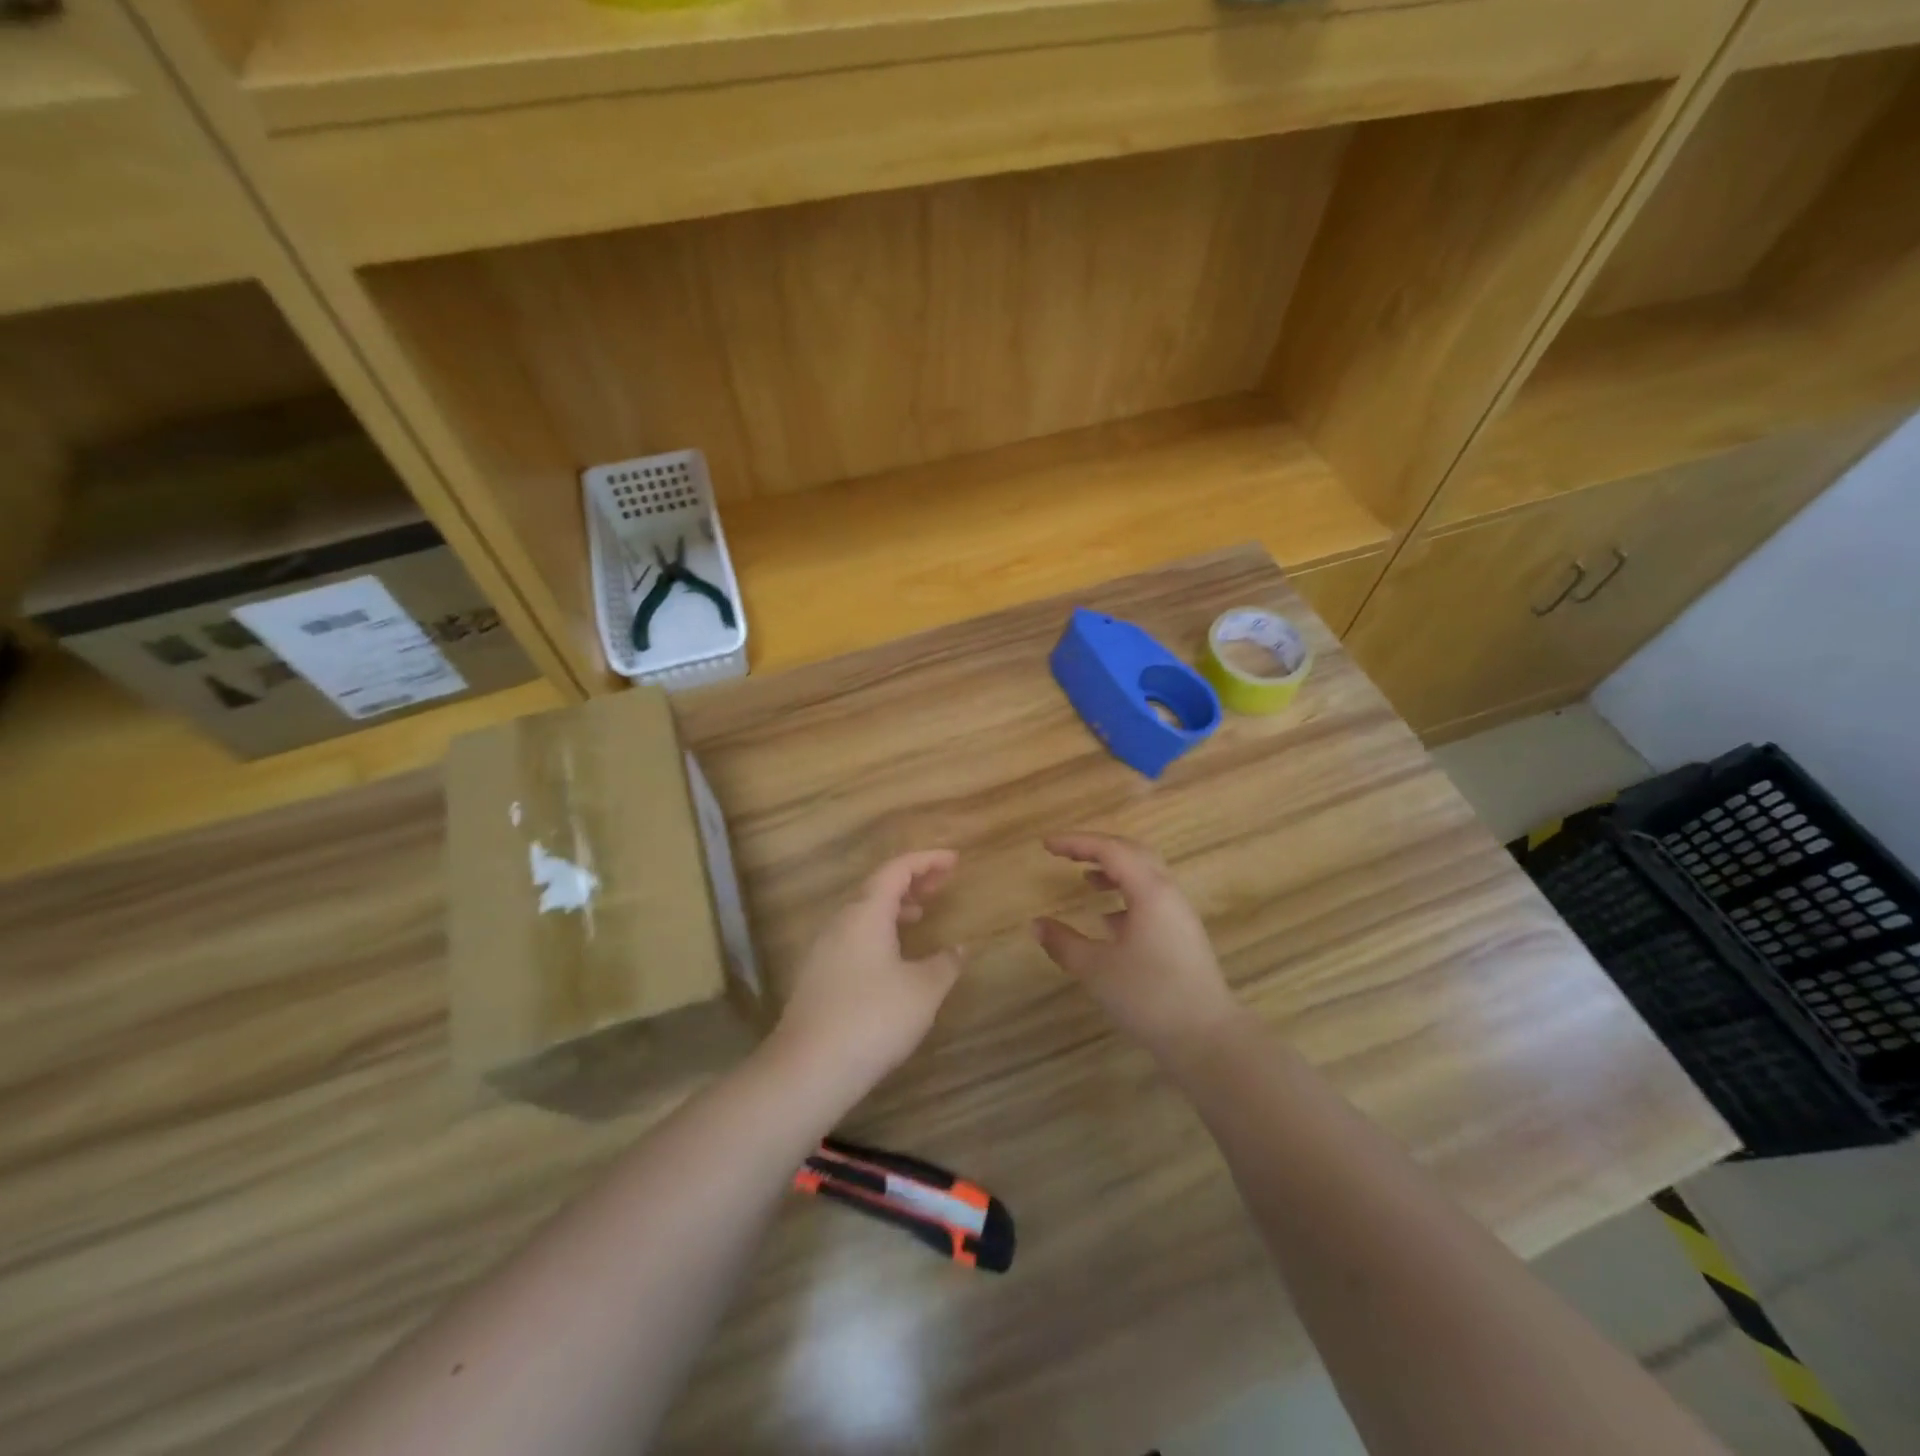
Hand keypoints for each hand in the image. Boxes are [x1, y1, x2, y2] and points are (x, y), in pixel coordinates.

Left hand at [771, 850, 965, 1093]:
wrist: (809, 1069)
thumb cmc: (873, 1019)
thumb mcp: (923, 991)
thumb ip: (945, 963)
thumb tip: (959, 948)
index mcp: (866, 912)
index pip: (897, 869)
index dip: (927, 860)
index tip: (954, 860)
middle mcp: (841, 922)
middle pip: (878, 886)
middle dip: (912, 880)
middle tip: (943, 882)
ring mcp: (824, 949)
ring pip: (863, 912)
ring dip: (894, 906)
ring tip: (921, 913)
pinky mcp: (818, 975)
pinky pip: (854, 935)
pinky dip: (879, 930)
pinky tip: (894, 956)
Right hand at [1033, 833, 1242, 1061]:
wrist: (1207, 1038)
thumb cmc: (1149, 996)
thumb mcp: (1096, 969)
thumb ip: (1063, 943)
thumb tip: (1035, 925)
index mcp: (1149, 890)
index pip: (1110, 849)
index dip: (1076, 842)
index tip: (1046, 845)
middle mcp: (1168, 892)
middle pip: (1132, 852)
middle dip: (1096, 848)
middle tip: (1065, 853)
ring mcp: (1179, 914)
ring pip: (1145, 875)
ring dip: (1114, 870)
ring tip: (1085, 879)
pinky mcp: (1182, 934)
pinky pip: (1151, 898)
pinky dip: (1126, 895)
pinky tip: (1108, 919)